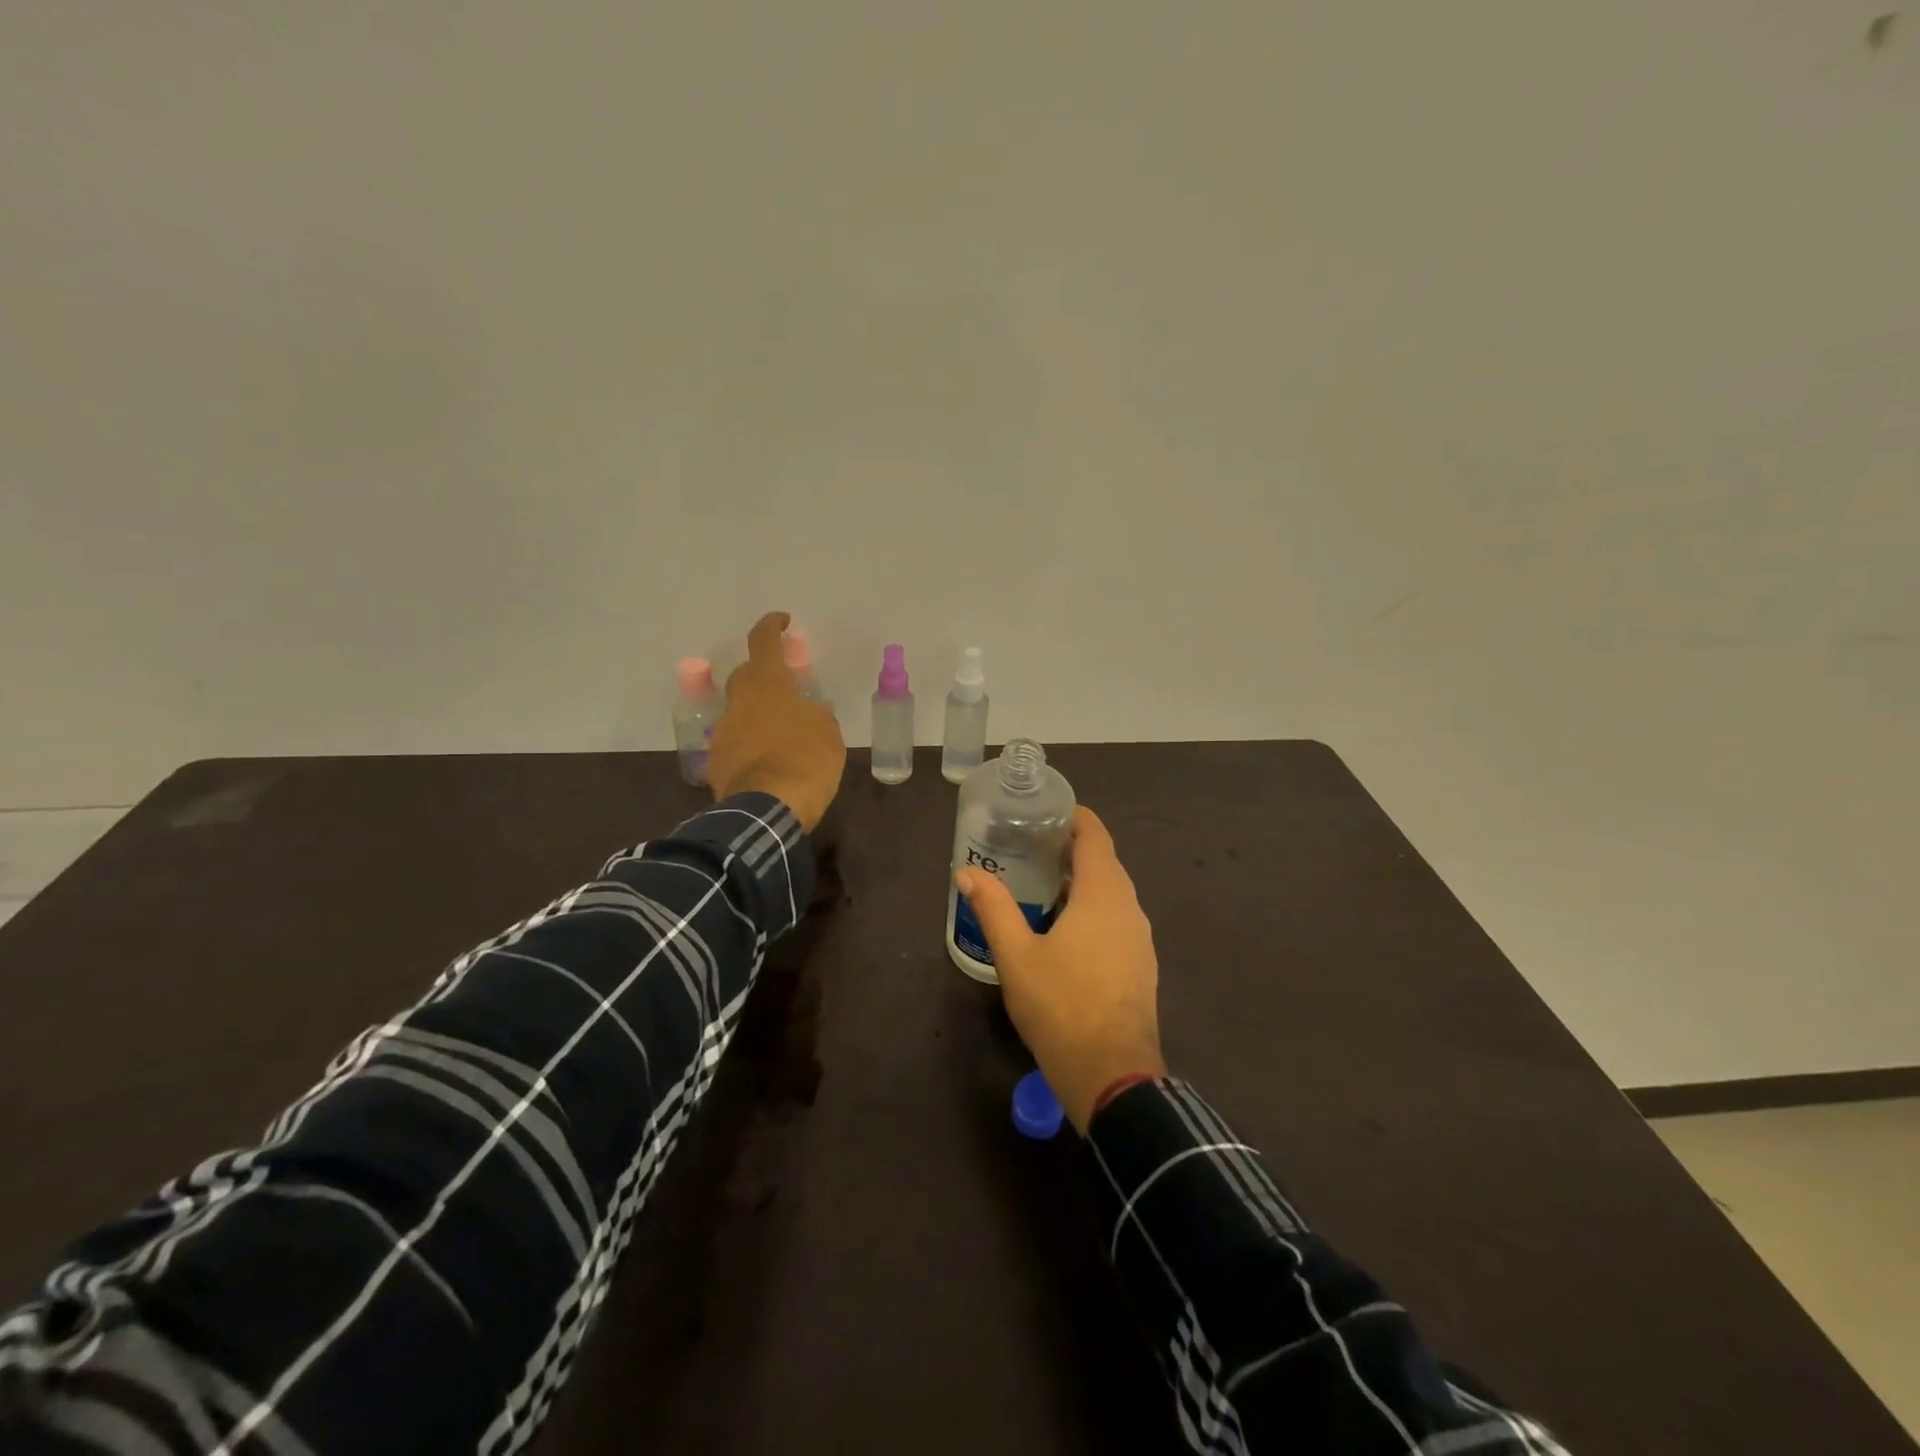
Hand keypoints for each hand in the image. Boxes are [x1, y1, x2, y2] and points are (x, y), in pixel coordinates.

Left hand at [706, 611, 845, 831]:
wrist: (767, 812)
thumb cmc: (806, 762)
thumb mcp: (828, 733)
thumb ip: (814, 714)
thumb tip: (805, 713)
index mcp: (768, 685)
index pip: (763, 642)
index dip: (771, 626)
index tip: (781, 621)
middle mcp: (739, 702)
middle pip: (747, 676)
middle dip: (764, 678)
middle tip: (786, 691)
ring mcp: (723, 733)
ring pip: (740, 712)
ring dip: (758, 717)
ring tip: (781, 738)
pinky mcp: (715, 763)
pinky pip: (735, 744)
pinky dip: (749, 747)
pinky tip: (767, 765)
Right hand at [956, 807, 1164, 1132]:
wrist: (1113, 1075)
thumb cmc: (1061, 1006)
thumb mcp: (1016, 956)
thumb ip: (993, 909)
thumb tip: (966, 873)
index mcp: (1103, 894)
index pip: (1095, 835)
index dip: (1073, 817)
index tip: (1043, 813)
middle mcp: (1129, 907)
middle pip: (1103, 862)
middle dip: (1070, 849)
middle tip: (1028, 847)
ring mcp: (1139, 938)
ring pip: (1111, 893)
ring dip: (1080, 882)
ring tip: (1038, 885)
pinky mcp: (1140, 964)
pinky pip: (1116, 919)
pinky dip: (1092, 909)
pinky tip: (1062, 929)